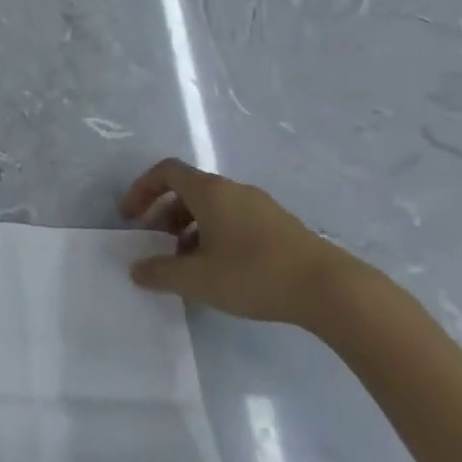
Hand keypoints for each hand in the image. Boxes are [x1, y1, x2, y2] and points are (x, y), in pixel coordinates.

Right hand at [118, 157, 368, 325]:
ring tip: (186, 262)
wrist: (331, 289)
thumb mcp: (197, 279)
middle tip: (156, 242)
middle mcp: (234, 190)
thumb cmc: (254, 274)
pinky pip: (235, 219)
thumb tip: (136, 269)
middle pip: (188, 189)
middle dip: (164, 212)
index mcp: (210, 192)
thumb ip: (160, 272)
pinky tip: (220, 269)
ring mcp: (261, 207)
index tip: (131, 217)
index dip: (142, 189)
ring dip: (189, 227)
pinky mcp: (280, 226)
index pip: (166, 172)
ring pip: (213, 206)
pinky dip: (215, 235)